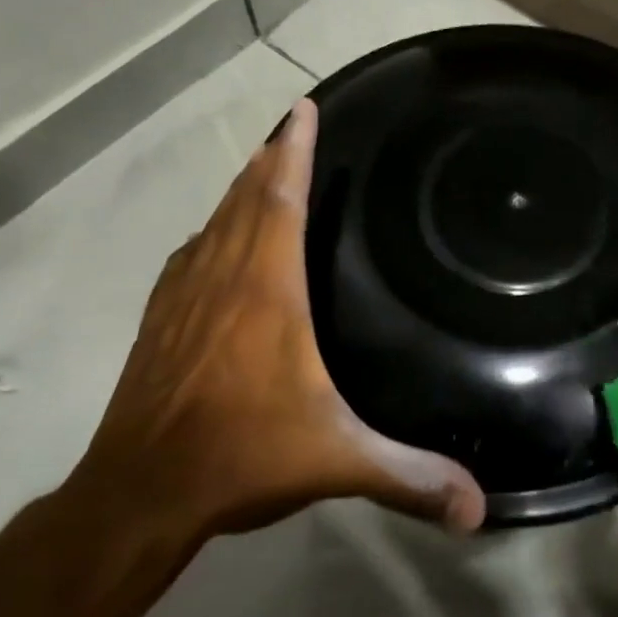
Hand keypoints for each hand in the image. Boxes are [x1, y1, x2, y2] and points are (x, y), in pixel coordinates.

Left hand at [70, 98, 486, 543]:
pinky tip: (214, 236)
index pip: (281, 201)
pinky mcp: (160, 321)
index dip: (293, 151)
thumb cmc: (242, 455)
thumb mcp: (337, 462)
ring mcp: (185, 298)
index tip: (303, 108)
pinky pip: (191, 254)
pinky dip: (211, 230)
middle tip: (291, 125)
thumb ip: (409, 476)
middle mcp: (224, 280)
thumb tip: (479, 508)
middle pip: (248, 200)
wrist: (138, 495)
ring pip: (216, 222)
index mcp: (268, 292)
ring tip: (261, 165)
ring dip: (241, 189)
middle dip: (271, 158)